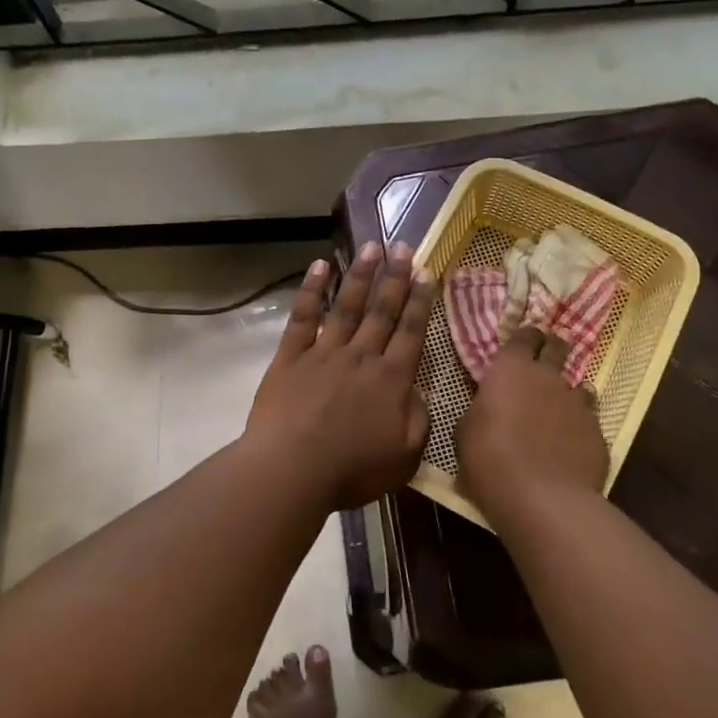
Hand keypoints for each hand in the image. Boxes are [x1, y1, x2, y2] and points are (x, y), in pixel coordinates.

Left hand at [246, 242, 433, 511]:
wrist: (292, 468)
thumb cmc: (351, 470)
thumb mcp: (404, 456)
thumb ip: (418, 420)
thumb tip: (419, 392)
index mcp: (391, 380)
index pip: (411, 332)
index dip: (420, 301)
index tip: (427, 271)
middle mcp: (361, 356)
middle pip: (381, 310)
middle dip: (395, 277)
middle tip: (404, 246)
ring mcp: (324, 352)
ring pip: (346, 305)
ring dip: (360, 274)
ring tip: (371, 246)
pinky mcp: (290, 356)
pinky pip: (303, 316)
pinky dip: (311, 290)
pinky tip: (319, 266)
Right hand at [457, 326, 609, 518]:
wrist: (542, 498)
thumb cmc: (489, 460)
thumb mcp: (466, 431)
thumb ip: (481, 410)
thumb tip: (488, 408)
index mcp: (510, 369)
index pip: (524, 336)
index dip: (525, 338)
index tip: (522, 345)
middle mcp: (548, 377)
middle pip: (558, 348)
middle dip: (553, 350)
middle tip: (545, 362)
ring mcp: (578, 403)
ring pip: (578, 386)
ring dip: (567, 394)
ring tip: (557, 411)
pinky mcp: (598, 432)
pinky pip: (589, 420)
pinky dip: (579, 427)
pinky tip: (570, 445)